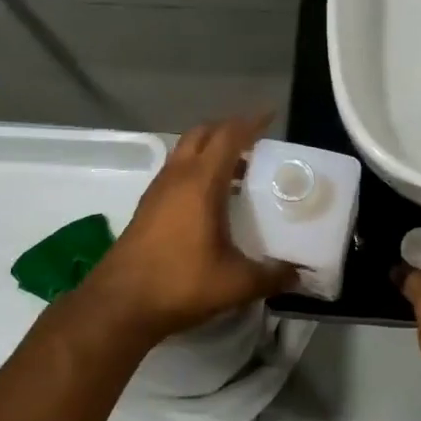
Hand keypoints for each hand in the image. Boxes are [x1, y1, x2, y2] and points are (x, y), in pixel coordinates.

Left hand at [81, 114, 298, 342]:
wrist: (120, 304)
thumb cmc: (181, 283)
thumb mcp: (236, 283)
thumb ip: (272, 276)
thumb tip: (299, 276)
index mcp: (200, 182)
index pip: (228, 136)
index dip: (251, 122)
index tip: (271, 117)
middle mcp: (177, 177)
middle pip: (202, 134)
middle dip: (228, 130)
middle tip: (256, 142)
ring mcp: (157, 190)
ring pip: (185, 152)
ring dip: (210, 151)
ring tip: (239, 171)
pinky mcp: (147, 207)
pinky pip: (176, 172)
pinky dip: (196, 171)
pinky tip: (212, 200)